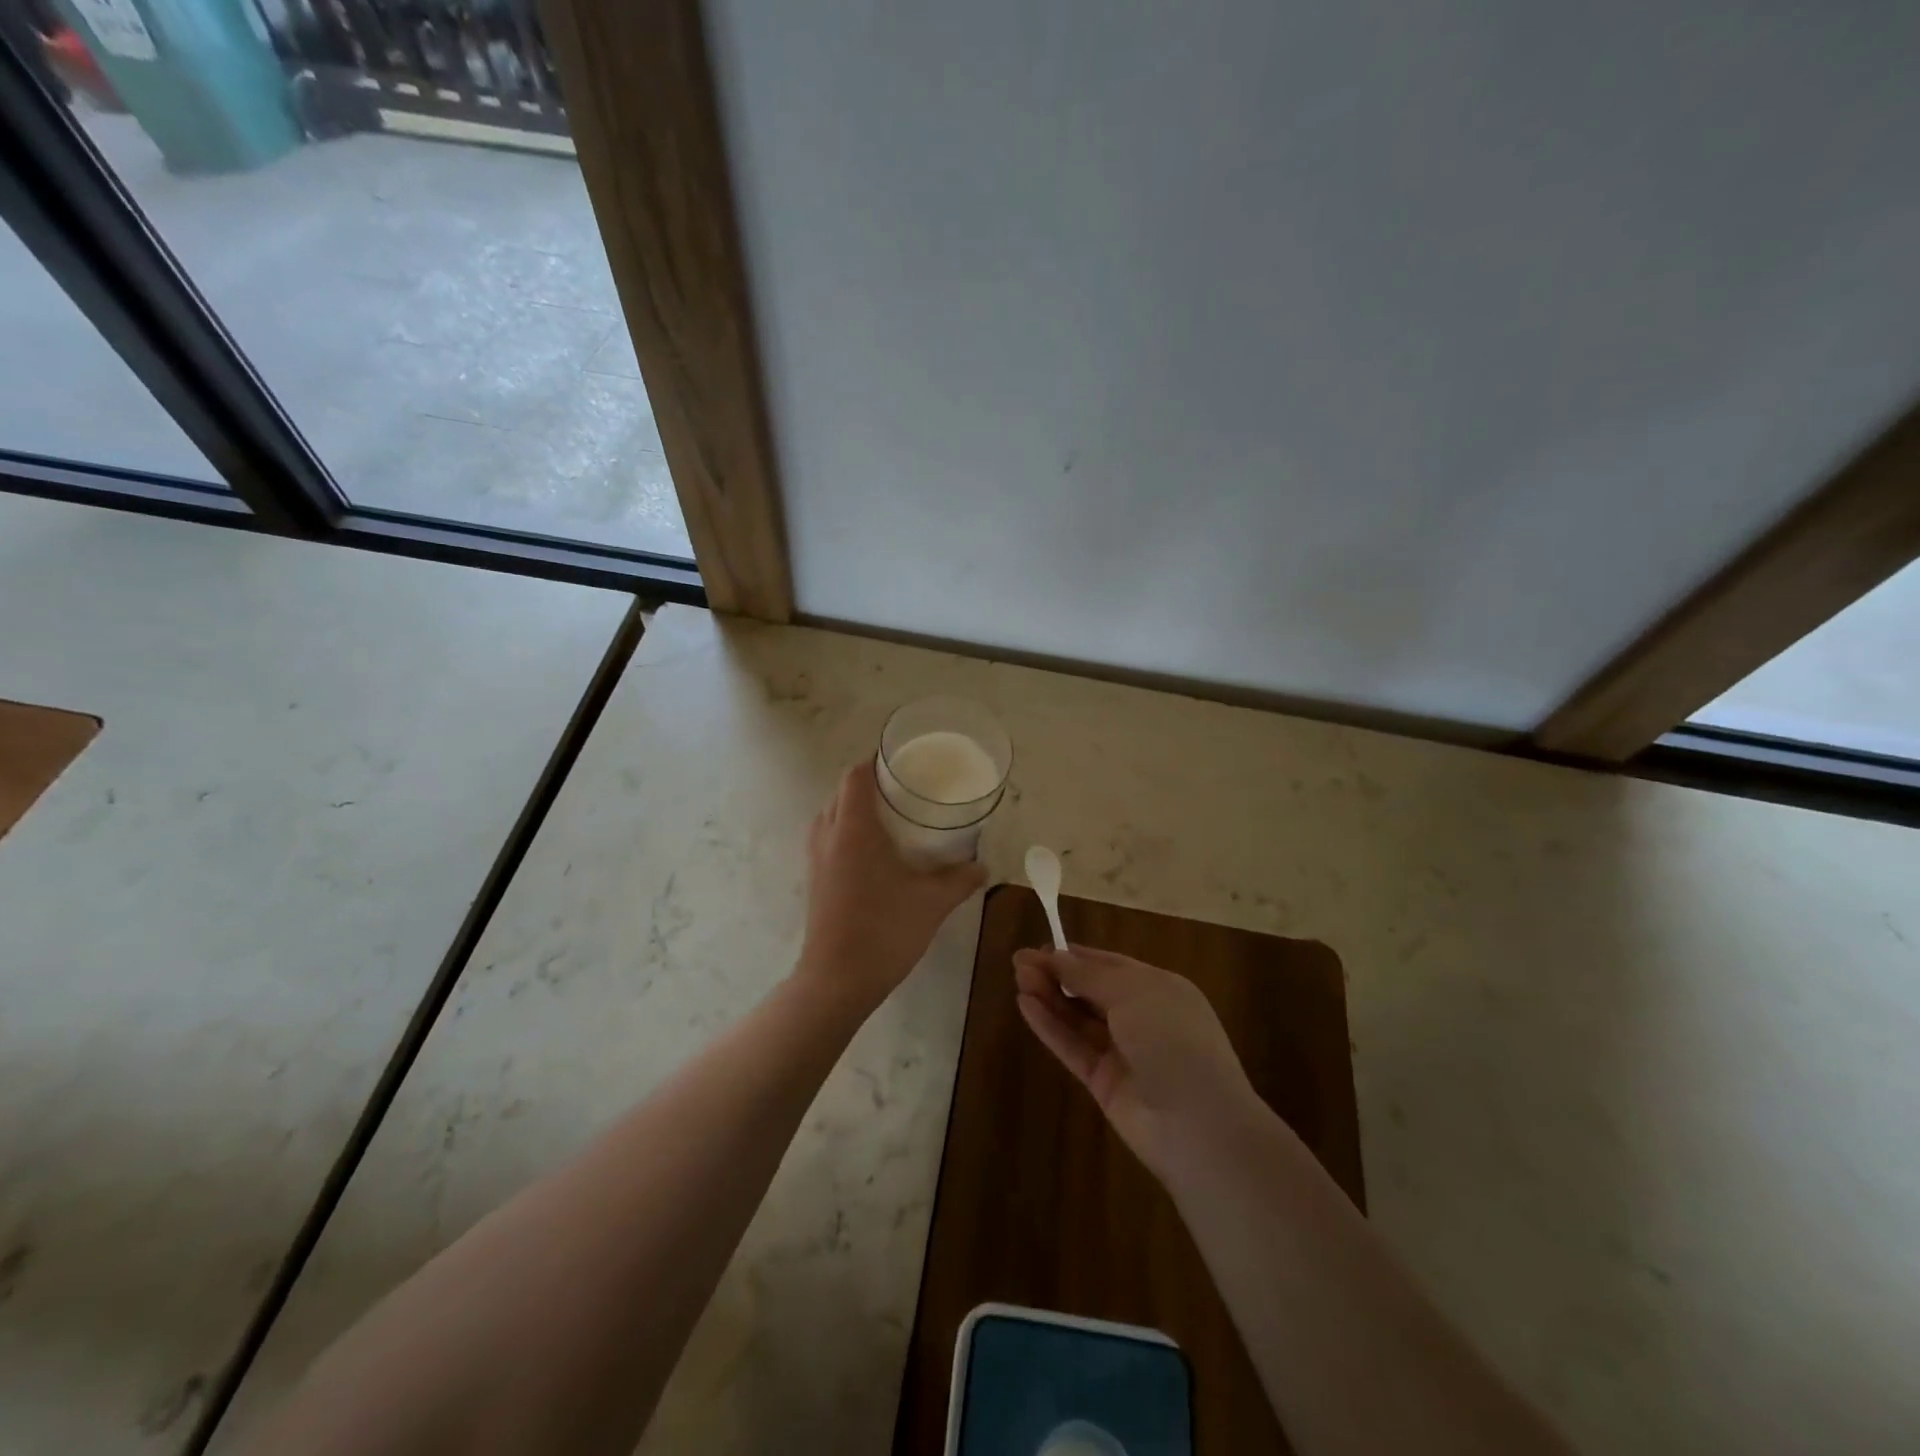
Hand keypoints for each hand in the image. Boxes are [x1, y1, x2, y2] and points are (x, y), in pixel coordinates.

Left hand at [797, 761, 987, 1012]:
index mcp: (854, 829)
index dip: (875, 763)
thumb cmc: (884, 931)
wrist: (837, 980)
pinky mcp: (814, 880)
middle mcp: (829, 836)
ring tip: (888, 817)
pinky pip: (826, 838)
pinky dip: (845, 831)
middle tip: (903, 790)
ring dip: (853, 808)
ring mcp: (816, 859)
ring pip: (830, 815)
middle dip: (868, 785)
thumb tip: (983, 867)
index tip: (901, 764)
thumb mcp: (932, 903)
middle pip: (841, 792)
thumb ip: (960, 880)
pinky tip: (872, 853)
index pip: (855, 777)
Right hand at [1014, 946, 1261, 1178]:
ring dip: (1049, 996)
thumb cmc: (1172, 1040)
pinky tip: (1025, 1006)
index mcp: (1159, 989)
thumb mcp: (1132, 993)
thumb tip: (1057, 956)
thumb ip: (1089, 975)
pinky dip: (1049, 1026)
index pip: (1111, 965)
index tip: (1041, 945)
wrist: (1198, 1126)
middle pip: (1091, 990)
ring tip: (1017, 977)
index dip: (1076, 955)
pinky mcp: (1104, 1083)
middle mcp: (1142, 1017)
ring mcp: (1123, 1052)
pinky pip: (1073, 1047)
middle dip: (1057, 973)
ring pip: (1079, 1018)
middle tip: (1019, 961)